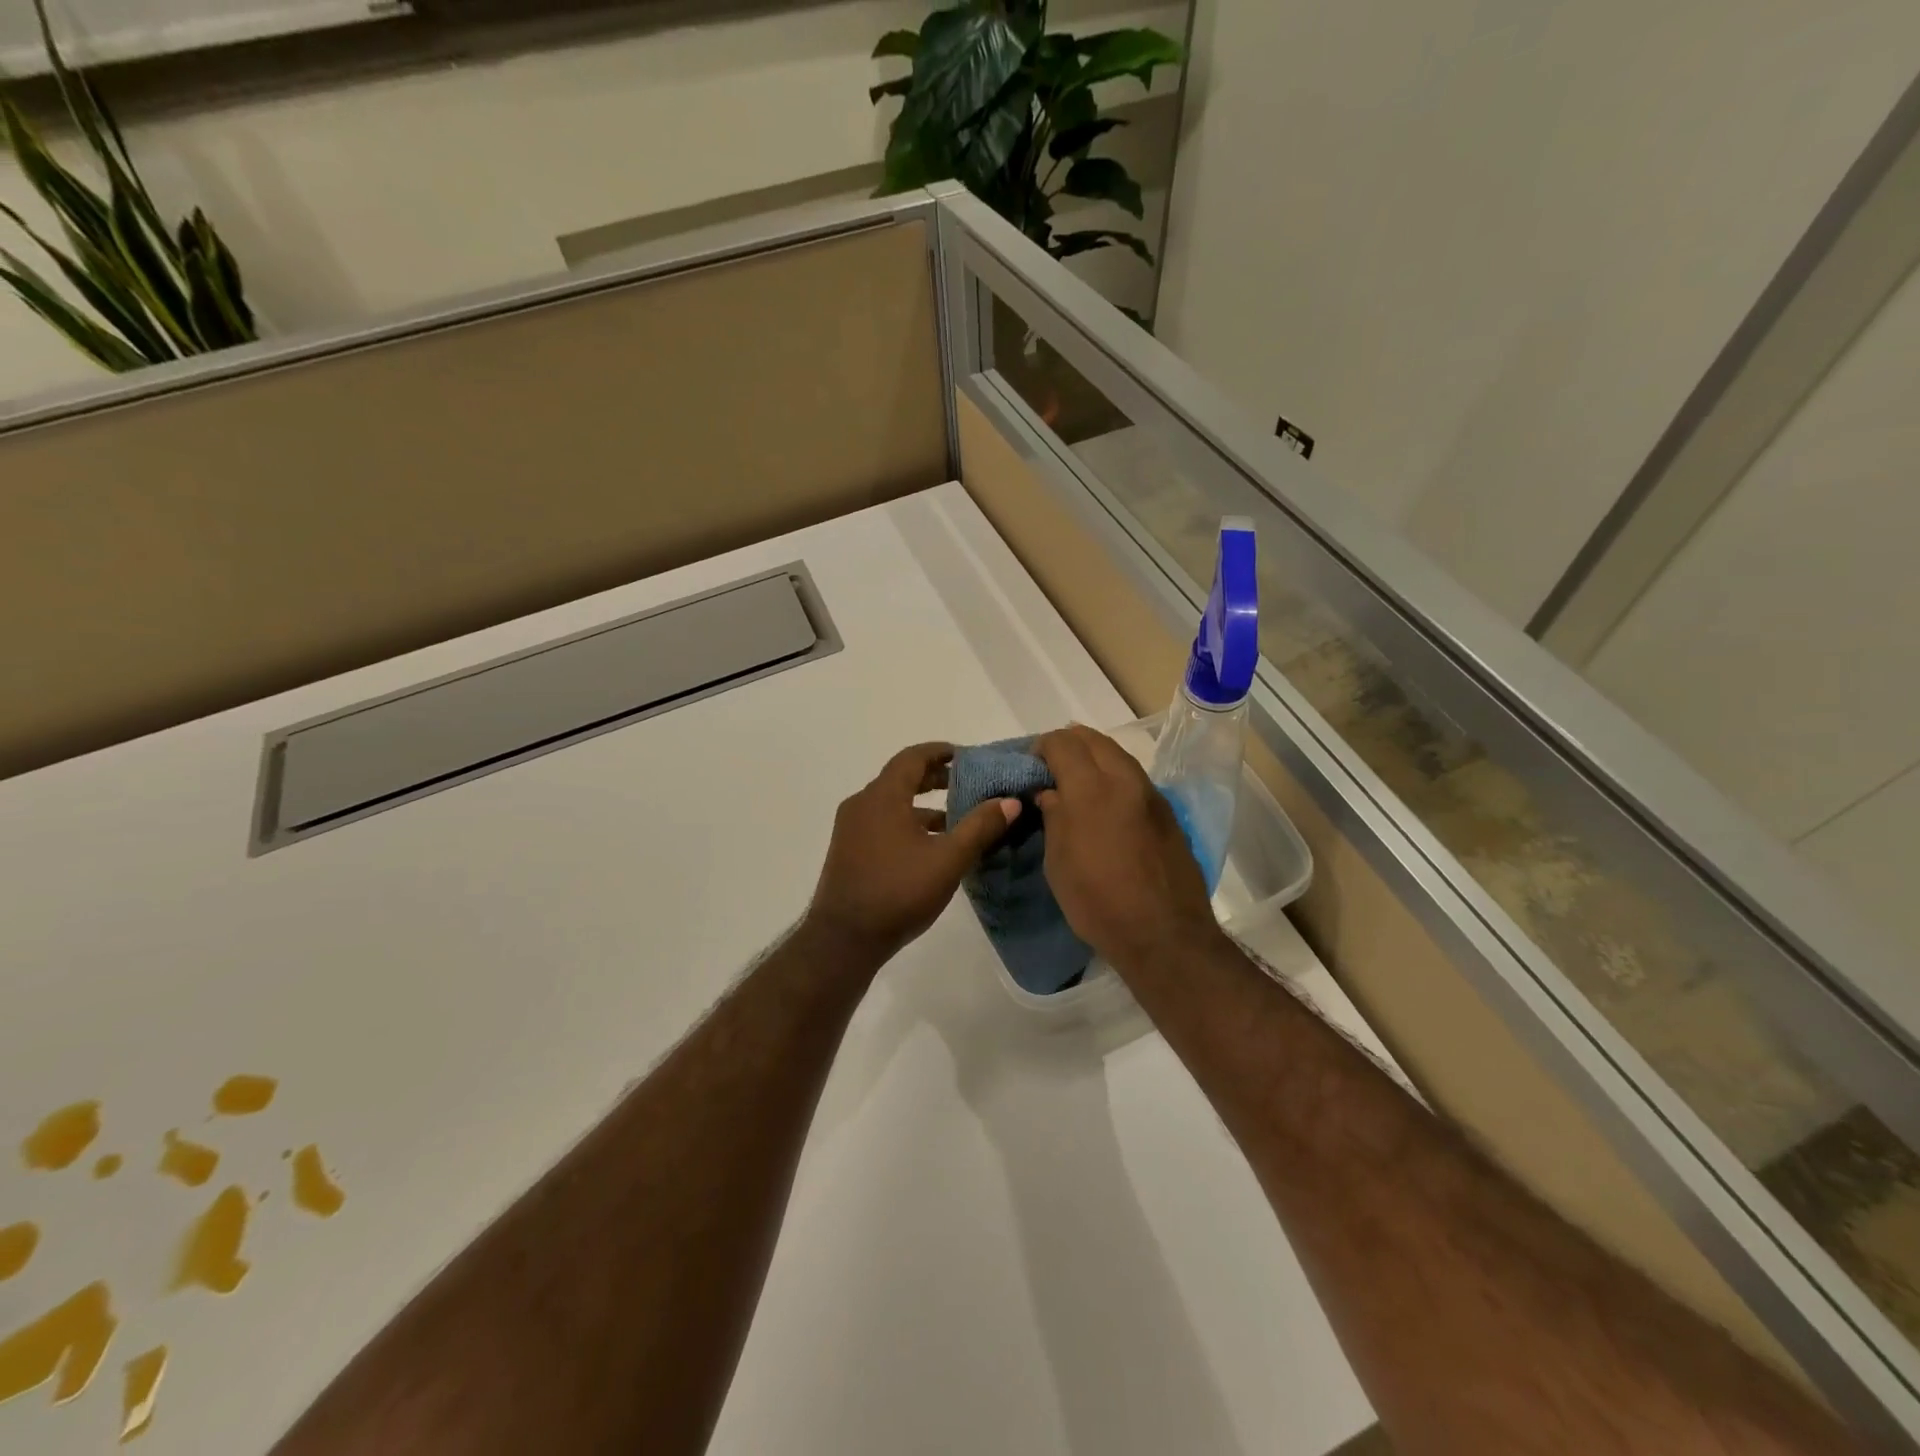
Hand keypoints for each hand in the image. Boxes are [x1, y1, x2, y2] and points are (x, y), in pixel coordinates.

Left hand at [804, 742, 1019, 969]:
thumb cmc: (898, 892)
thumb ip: (980, 827)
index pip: (913, 757)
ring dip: (922, 804)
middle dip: (935, 778)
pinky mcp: (849, 850)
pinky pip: (882, 822)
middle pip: (901, 778)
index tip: (968, 756)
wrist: (844, 939)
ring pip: (892, 803)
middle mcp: (862, 804)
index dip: (941, 752)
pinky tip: (930, 846)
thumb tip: (1010, 801)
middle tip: (968, 783)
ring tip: (956, 817)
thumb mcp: (948, 859)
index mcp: (882, 797)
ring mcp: (851, 828)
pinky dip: (907, 822)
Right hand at [1033, 724, 1222, 974]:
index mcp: (1091, 789)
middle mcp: (1124, 780)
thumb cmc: (1098, 901)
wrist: (1164, 934)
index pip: (1062, 743)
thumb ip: (1053, 817)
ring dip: (1094, 757)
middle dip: (1069, 744)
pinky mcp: (1167, 812)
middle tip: (1051, 768)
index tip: (1031, 766)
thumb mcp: (1058, 862)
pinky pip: (1134, 777)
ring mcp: (1151, 794)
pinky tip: (1105, 802)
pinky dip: (1114, 776)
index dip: (1042, 747)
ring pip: (1118, 754)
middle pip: (1093, 739)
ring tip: (1076, 782)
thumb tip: (1051, 792)